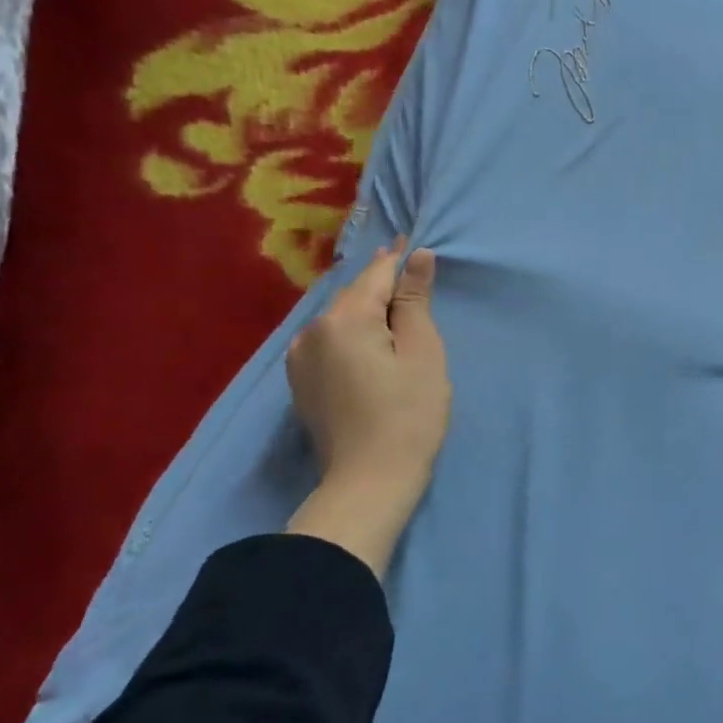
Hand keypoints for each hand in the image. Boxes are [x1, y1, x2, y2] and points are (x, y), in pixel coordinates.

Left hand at [285, 240, 449, 575]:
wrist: (369, 482)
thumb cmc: (409, 414)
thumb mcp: (422, 351)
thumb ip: (414, 301)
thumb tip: (416, 257)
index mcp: (344, 319)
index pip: (375, 274)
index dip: (397, 258)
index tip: (412, 240)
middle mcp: (311, 331)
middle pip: (353, 295)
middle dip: (381, 283)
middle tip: (408, 269)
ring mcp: (299, 358)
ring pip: (339, 318)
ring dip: (365, 309)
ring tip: (393, 305)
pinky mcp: (300, 382)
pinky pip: (328, 340)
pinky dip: (351, 332)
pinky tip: (370, 340)